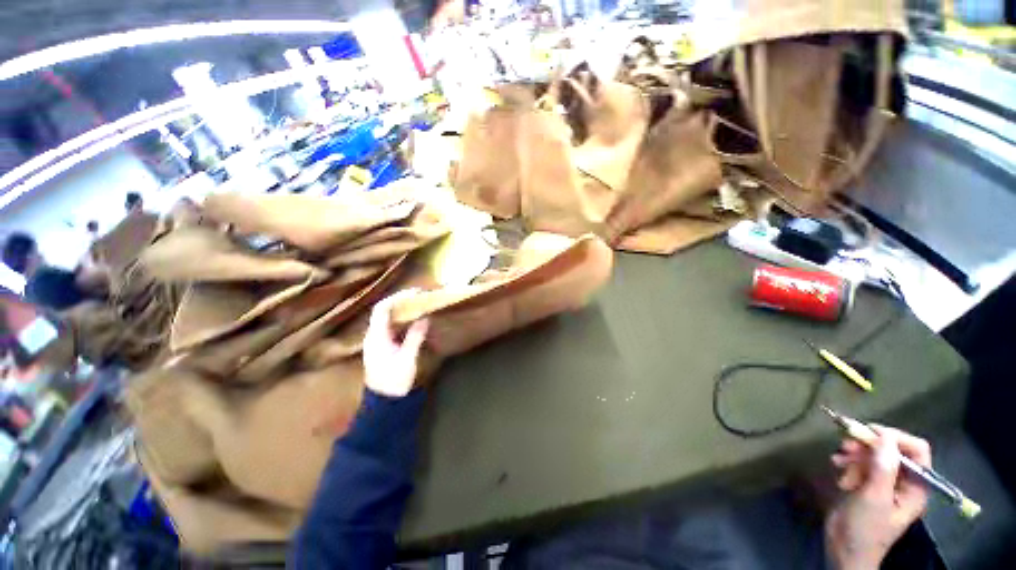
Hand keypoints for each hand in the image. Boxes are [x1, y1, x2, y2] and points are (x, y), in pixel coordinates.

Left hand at [363, 290, 429, 397]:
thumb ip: (415, 336)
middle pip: (384, 311)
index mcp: (376, 336)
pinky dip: (402, 320)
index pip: (382, 309)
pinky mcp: (383, 346)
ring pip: (387, 318)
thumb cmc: (394, 380)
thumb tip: (425, 317)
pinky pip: (391, 327)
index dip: (397, 297)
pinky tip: (414, 320)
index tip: (414, 292)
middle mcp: (374, 335)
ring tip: (418, 304)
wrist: (385, 402)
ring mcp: (377, 341)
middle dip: (401, 301)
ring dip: (402, 310)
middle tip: (419, 296)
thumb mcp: (408, 358)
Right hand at [825, 426, 931, 569]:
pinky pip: (861, 464)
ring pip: (873, 456)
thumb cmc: (865, 528)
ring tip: (838, 460)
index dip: (896, 438)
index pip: (917, 451)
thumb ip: (883, 469)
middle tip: (846, 443)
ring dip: (855, 454)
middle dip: (868, 446)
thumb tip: (885, 437)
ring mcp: (885, 484)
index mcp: (915, 486)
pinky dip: (848, 463)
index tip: (870, 432)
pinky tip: (837, 467)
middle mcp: (904, 482)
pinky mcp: (868, 485)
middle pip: (892, 451)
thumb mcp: (874, 498)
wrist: (844, 550)